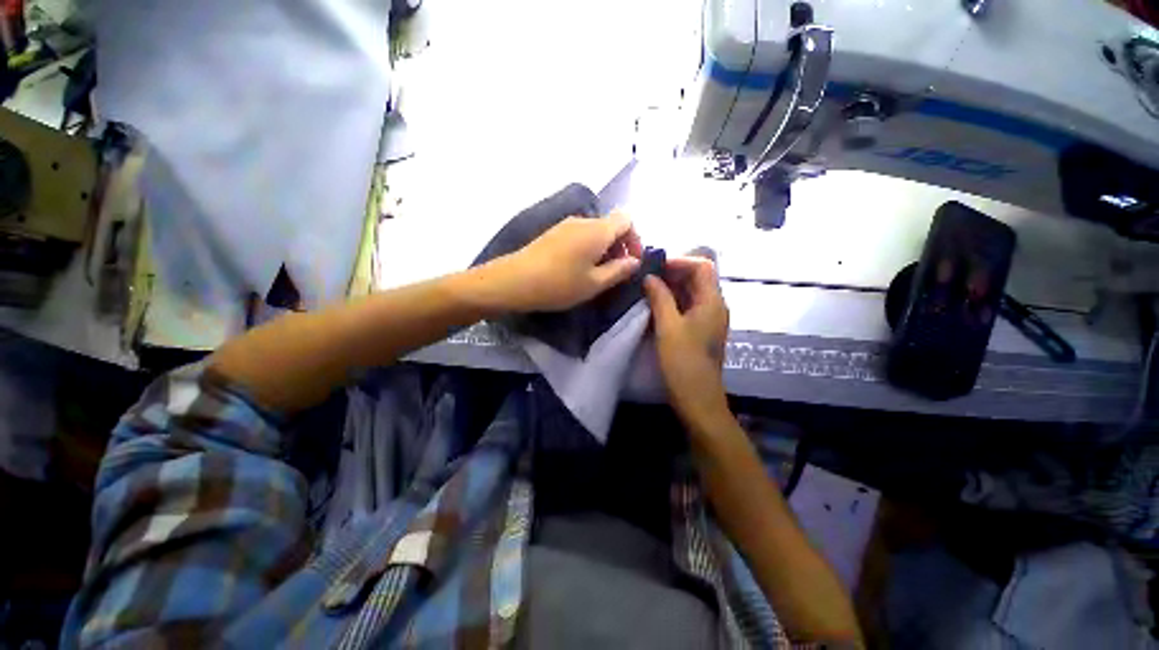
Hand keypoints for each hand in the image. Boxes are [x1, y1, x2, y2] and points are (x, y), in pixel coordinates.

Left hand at [490, 212, 641, 311]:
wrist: (515, 281)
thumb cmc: (560, 284)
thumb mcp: (595, 283)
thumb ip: (619, 270)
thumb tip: (635, 262)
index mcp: (597, 230)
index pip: (627, 220)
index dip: (635, 239)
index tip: (631, 262)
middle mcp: (583, 221)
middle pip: (611, 225)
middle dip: (619, 246)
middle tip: (616, 272)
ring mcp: (565, 225)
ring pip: (594, 231)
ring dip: (603, 249)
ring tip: (597, 273)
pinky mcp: (553, 233)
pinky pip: (579, 235)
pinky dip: (587, 248)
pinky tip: (578, 268)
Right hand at [644, 256, 730, 428]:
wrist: (697, 399)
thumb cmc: (683, 362)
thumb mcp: (668, 327)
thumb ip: (660, 298)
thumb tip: (650, 277)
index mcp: (712, 301)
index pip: (702, 266)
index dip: (679, 261)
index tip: (655, 266)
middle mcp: (715, 306)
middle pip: (697, 278)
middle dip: (672, 273)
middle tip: (646, 277)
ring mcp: (708, 319)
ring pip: (691, 293)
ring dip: (670, 288)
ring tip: (646, 289)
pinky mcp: (700, 330)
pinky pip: (688, 307)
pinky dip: (672, 302)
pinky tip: (654, 306)